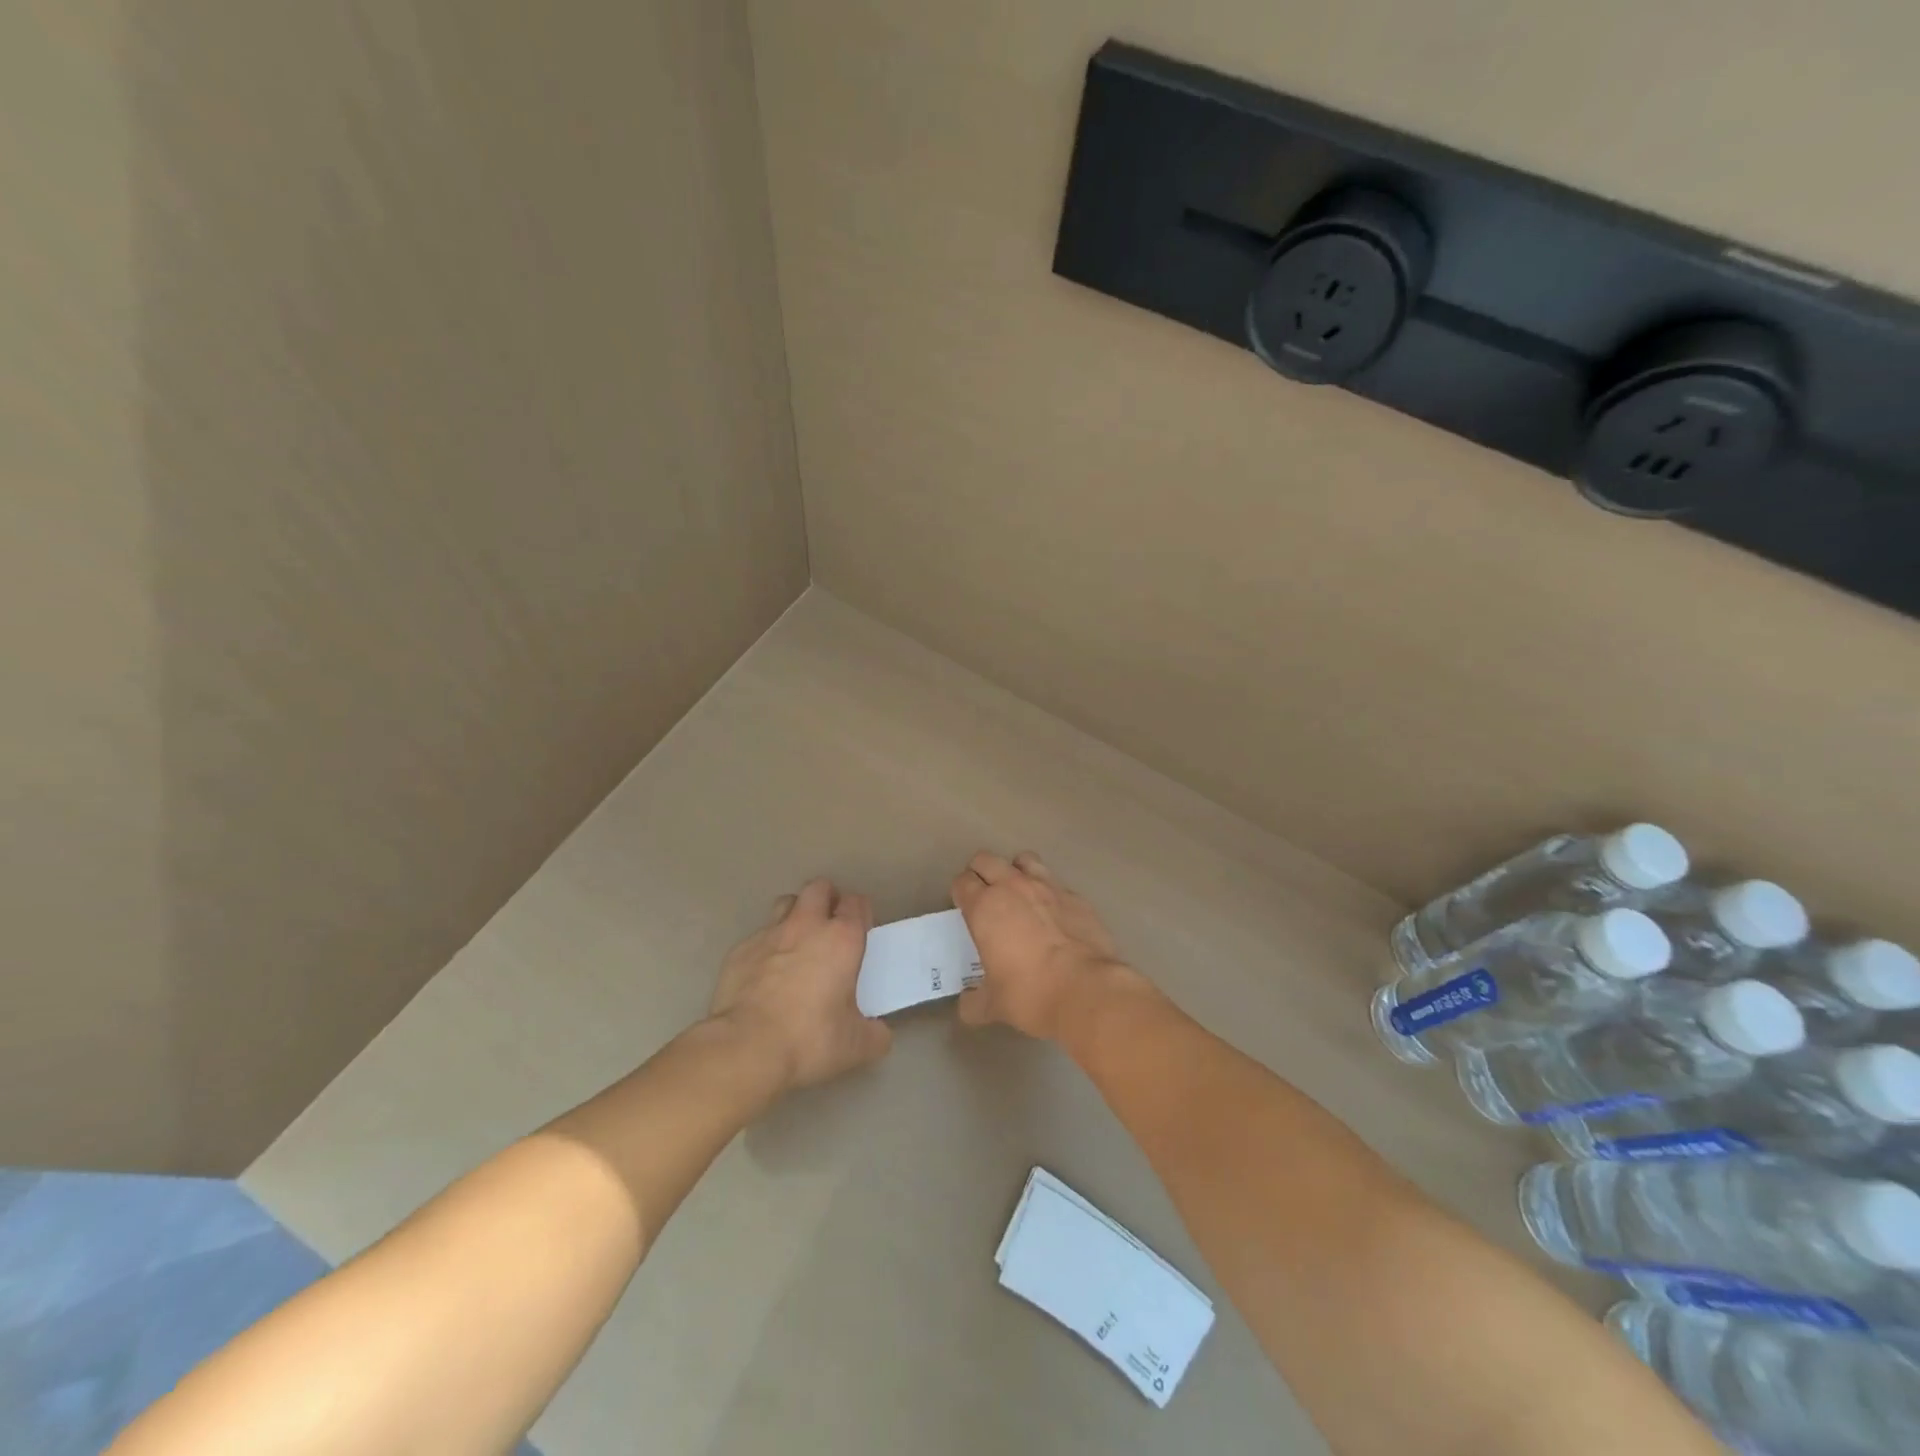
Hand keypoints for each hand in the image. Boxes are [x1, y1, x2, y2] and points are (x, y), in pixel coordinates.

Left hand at [709, 878, 890, 1089]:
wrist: (746, 1047)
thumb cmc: (809, 1039)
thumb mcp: (857, 1046)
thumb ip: (875, 1034)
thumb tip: (879, 1033)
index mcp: (842, 939)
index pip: (856, 903)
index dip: (860, 912)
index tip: (861, 930)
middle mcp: (807, 926)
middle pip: (819, 888)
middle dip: (827, 899)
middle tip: (829, 926)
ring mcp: (770, 934)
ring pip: (786, 903)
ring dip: (795, 915)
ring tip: (797, 941)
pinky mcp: (739, 950)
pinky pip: (758, 936)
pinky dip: (766, 947)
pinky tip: (765, 973)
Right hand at [950, 851, 1131, 1040]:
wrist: (1086, 990)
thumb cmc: (1030, 994)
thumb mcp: (993, 1005)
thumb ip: (974, 1002)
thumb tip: (967, 1005)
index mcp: (985, 907)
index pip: (962, 882)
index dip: (960, 893)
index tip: (964, 909)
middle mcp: (1013, 887)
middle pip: (986, 859)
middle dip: (981, 873)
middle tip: (985, 896)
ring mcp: (1047, 887)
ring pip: (1023, 859)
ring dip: (1016, 871)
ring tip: (1020, 894)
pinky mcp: (1075, 896)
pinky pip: (1055, 882)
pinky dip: (1049, 892)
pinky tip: (1054, 914)